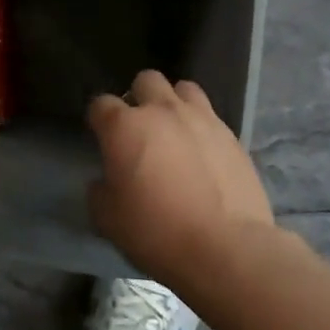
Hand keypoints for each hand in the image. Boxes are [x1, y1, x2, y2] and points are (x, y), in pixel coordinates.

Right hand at [87, 71, 275, 282]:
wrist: (227, 249)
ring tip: (175, 130)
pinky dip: (201, 126)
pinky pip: (211, 116)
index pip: (101, 104)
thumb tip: (105, 181)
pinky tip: (202, 152)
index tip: (101, 136)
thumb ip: (99, 191)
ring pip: (183, 88)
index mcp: (124, 126)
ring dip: (174, 103)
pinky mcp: (231, 135)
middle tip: (140, 128)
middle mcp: (162, 111)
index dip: (98, 119)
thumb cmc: (157, 232)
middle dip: (138, 98)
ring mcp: (201, 118)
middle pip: (145, 80)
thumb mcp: (108, 220)